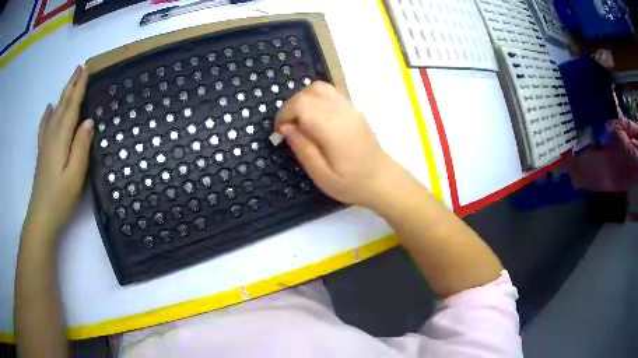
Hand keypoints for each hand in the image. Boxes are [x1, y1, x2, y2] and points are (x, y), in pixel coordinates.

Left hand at [24, 66, 93, 240]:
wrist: (41, 217)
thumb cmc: (60, 198)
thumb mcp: (75, 176)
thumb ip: (81, 147)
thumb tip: (89, 121)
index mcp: (61, 138)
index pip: (71, 106)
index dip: (79, 87)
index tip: (86, 69)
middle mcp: (52, 135)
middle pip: (62, 105)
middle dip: (71, 85)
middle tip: (80, 68)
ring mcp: (45, 144)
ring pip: (55, 112)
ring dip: (62, 95)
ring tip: (69, 83)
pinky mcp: (43, 152)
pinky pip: (44, 127)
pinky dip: (47, 115)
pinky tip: (49, 108)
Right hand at [275, 81, 400, 208]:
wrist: (382, 180)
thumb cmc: (351, 183)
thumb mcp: (322, 175)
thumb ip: (302, 148)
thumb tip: (285, 128)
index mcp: (331, 126)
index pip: (300, 104)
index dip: (284, 114)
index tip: (280, 132)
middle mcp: (341, 110)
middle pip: (308, 92)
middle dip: (291, 107)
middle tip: (289, 128)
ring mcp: (350, 107)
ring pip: (319, 88)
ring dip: (304, 100)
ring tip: (301, 121)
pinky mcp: (354, 109)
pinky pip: (330, 93)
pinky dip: (316, 99)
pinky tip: (316, 119)